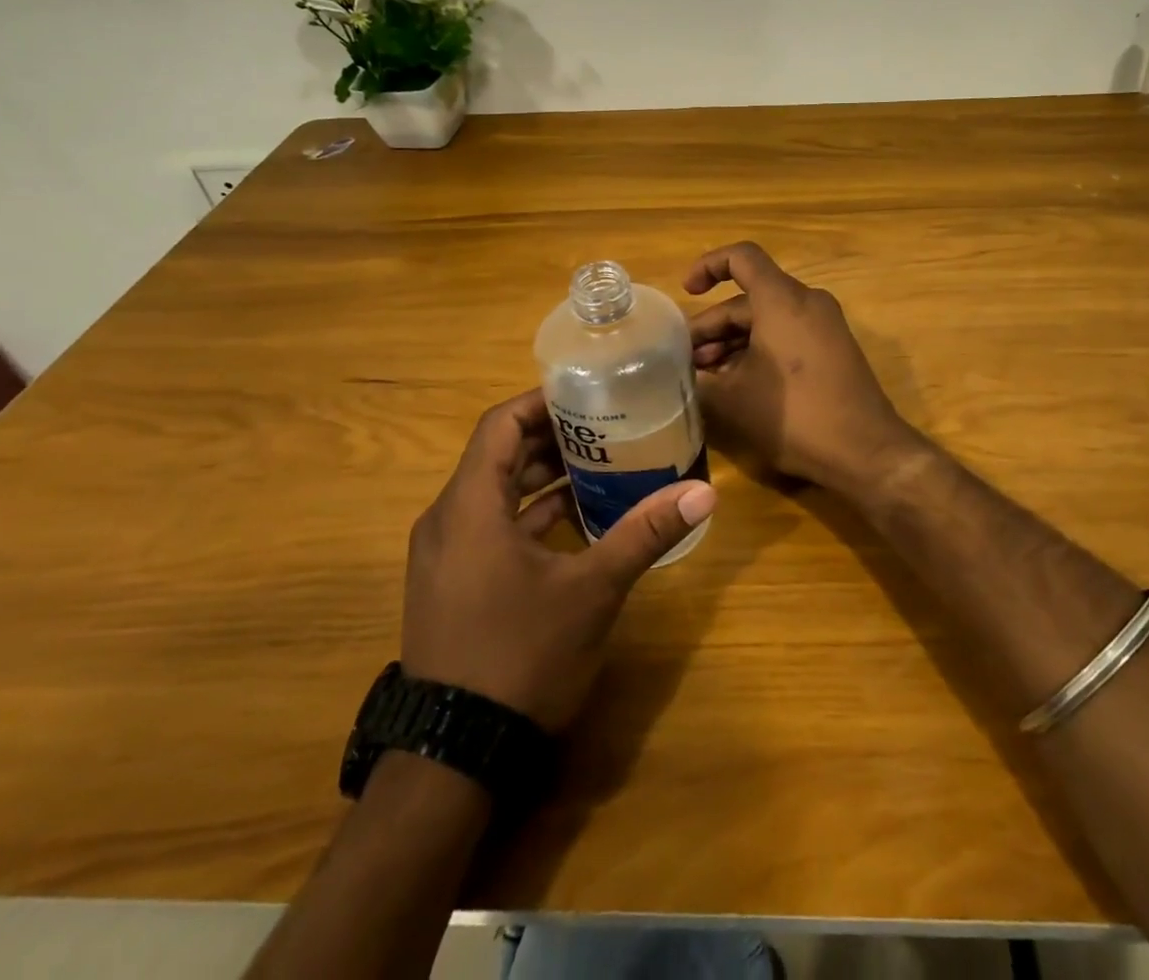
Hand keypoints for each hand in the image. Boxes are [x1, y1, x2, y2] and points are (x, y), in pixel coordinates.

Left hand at [401, 390, 715, 731]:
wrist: (453, 755)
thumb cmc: (521, 656)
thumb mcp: (592, 591)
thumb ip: (644, 534)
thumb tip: (705, 493)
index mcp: (470, 507)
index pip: (499, 425)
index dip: (541, 402)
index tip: (587, 392)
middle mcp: (446, 520)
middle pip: (498, 455)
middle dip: (551, 438)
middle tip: (606, 425)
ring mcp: (443, 555)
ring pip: (494, 492)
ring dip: (542, 477)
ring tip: (600, 464)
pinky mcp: (450, 583)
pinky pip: (489, 526)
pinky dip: (529, 515)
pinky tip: (575, 521)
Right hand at [685, 242, 923, 496]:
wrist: (865, 451)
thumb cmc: (794, 416)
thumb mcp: (732, 401)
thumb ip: (699, 380)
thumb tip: (682, 373)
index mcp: (781, 300)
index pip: (741, 257)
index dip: (708, 266)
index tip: (687, 292)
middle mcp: (807, 302)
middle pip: (750, 298)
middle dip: (714, 325)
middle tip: (687, 360)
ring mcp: (825, 325)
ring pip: (768, 319)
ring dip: (734, 342)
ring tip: (708, 377)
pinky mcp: (835, 349)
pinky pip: (788, 335)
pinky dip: (760, 350)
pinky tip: (740, 384)